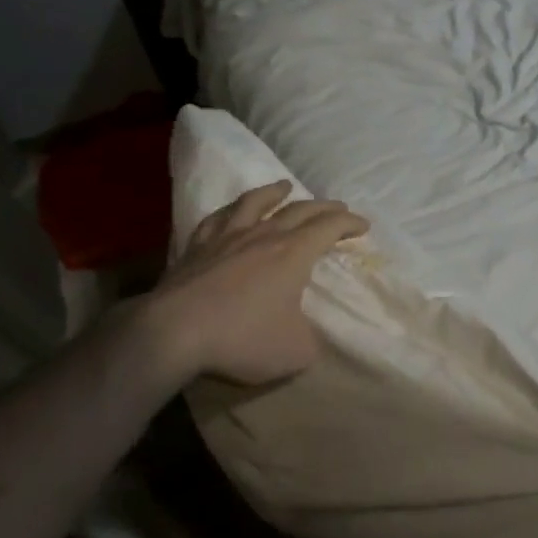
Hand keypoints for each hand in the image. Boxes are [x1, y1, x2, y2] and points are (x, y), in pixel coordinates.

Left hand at [140, 181, 368, 386]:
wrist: (174, 331)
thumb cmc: (242, 338)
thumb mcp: (294, 351)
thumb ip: (309, 339)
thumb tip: (305, 334)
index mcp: (293, 254)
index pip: (329, 227)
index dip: (349, 223)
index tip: (363, 225)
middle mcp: (263, 236)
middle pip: (299, 210)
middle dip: (323, 207)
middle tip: (337, 207)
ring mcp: (226, 238)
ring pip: (254, 203)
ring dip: (274, 192)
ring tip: (284, 186)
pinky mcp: (196, 248)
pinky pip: (216, 219)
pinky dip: (230, 211)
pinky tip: (230, 212)